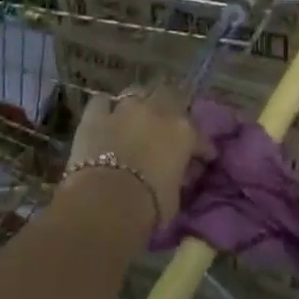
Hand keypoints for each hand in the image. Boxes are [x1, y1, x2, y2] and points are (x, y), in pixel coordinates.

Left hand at [67, 87, 197, 228]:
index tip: (204, 157)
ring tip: (136, 116)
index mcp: (183, 131)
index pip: (200, 135)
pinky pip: (101, 102)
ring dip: (139, 103)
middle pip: (169, 94)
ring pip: (136, 92)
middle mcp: (157, 111)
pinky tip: (105, 117)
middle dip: (170, 106)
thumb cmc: (148, 206)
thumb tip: (181, 172)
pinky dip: (104, 108)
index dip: (202, 147)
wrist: (104, 204)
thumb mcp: (176, 195)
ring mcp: (125, 110)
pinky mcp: (95, 116)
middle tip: (166, 124)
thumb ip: (180, 176)